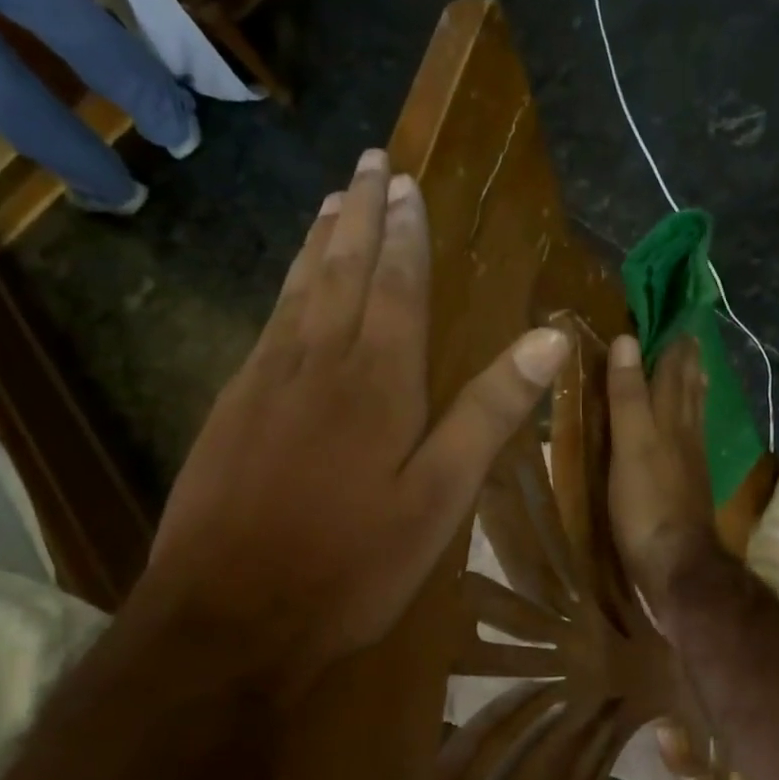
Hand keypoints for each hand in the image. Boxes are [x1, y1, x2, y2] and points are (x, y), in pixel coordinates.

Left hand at [144, 149, 570, 687]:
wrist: (228, 616)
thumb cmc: (352, 563)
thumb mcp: (440, 497)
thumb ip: (490, 413)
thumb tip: (549, 339)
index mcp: (377, 381)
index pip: (397, 286)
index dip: (406, 233)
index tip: (406, 182)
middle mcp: (318, 363)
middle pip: (343, 272)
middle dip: (361, 216)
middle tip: (369, 163)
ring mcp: (265, 383)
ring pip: (299, 292)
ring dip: (321, 243)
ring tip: (333, 202)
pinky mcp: (231, 410)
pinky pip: (267, 326)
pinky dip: (285, 289)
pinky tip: (289, 287)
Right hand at [607, 332, 722, 631]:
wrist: (677, 566)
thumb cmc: (647, 504)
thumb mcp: (630, 445)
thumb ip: (628, 395)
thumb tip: (627, 340)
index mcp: (670, 418)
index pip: (674, 368)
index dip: (672, 340)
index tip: (672, 313)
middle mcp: (686, 432)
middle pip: (689, 387)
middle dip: (686, 359)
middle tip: (685, 333)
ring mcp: (689, 460)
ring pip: (693, 412)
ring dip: (692, 386)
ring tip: (694, 368)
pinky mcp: (686, 484)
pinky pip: (689, 438)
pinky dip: (688, 419)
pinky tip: (686, 426)